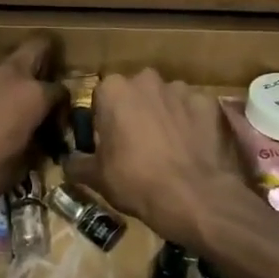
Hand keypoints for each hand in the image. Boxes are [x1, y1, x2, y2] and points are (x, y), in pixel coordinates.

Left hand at [0, 37, 64, 220]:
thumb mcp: (22, 166)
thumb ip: (35, 141)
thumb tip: (37, 137)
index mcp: (34, 96)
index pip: (60, 90)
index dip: (60, 107)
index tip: (52, 122)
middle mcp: (8, 72)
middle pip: (36, 47)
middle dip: (42, 58)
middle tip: (36, 81)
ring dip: (2, 77)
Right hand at [65, 70, 248, 249]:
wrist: (195, 197)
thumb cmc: (136, 181)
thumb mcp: (96, 177)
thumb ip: (77, 163)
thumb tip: (68, 161)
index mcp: (114, 90)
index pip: (102, 98)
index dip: (105, 121)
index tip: (110, 143)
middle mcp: (147, 80)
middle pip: (136, 94)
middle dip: (136, 112)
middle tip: (139, 146)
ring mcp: (182, 89)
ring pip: (167, 100)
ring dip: (165, 116)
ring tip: (171, 149)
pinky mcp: (210, 103)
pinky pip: (195, 110)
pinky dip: (193, 124)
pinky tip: (194, 149)